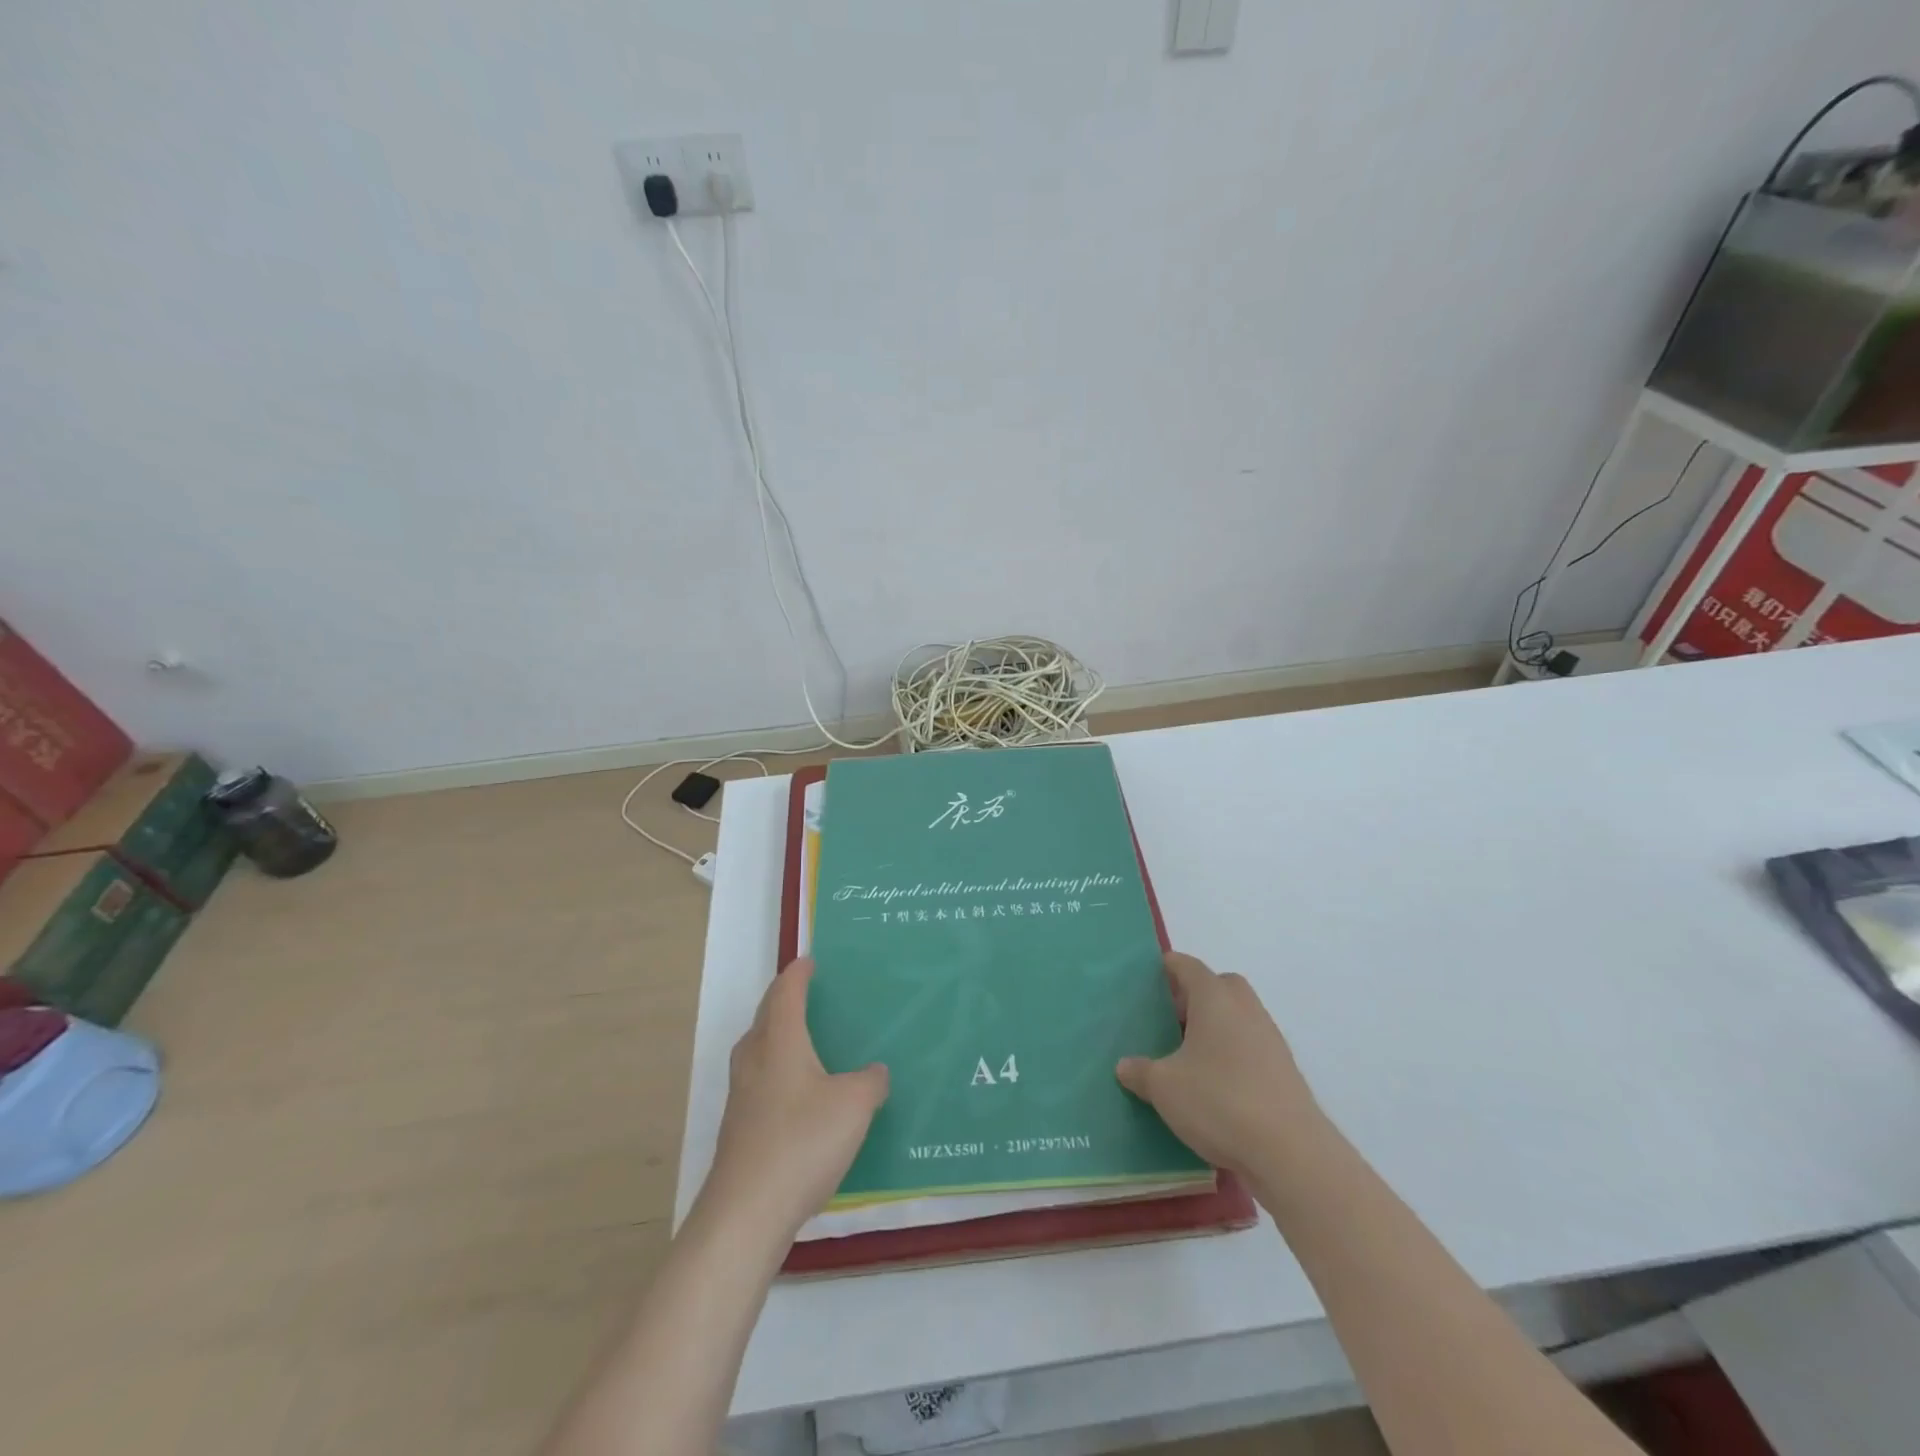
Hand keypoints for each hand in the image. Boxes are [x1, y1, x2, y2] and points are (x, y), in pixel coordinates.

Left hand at [699, 958, 889, 1242]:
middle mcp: (754, 1060)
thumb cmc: (802, 1142)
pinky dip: (777, 1072)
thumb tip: (875, 1071)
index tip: (808, 962)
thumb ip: (870, 1082)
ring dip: (777, 1036)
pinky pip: (759, 1082)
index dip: (798, 974)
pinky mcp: (738, 1129)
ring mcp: (741, 1096)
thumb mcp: (854, 1106)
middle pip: (765, 1017)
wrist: (746, 1213)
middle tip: (807, 994)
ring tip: (803, 1040)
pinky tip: (798, 1096)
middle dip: (783, 1000)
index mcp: (780, 1041)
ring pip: (758, 1050)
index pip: (785, 993)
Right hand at [1116, 952, 1324, 1179]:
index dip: (1167, 967)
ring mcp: (1270, 1038)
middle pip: (1218, 986)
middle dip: (1194, 996)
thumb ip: (1140, 1072)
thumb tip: (1125, 1066)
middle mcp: (1245, 1007)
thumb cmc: (1219, 1101)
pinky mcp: (1284, 1069)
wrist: (1291, 1153)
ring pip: (1237, 1016)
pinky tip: (1214, 1084)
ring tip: (1187, 1056)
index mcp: (1214, 997)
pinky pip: (1250, 1045)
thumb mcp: (1164, 1087)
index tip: (1148, 978)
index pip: (1187, 966)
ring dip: (1215, 1026)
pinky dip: (1231, 1053)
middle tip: (1168, 1019)